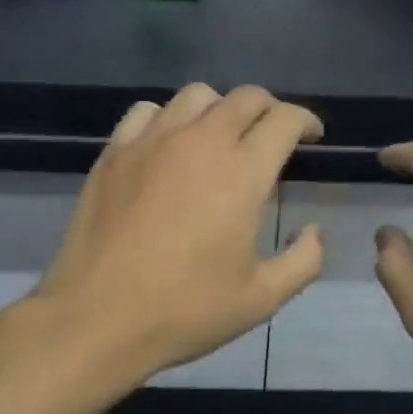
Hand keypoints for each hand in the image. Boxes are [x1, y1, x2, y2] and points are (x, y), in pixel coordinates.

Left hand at [31, 83, 325, 384]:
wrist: (97, 318)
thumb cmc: (185, 309)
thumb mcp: (261, 298)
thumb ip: (304, 260)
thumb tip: (315, 230)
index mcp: (242, 172)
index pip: (284, 119)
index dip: (306, 121)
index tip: (312, 137)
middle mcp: (200, 141)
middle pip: (246, 97)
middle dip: (270, 109)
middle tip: (273, 136)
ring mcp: (152, 140)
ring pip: (197, 95)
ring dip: (220, 109)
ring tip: (221, 137)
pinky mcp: (115, 151)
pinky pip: (148, 111)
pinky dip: (169, 118)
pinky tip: (169, 144)